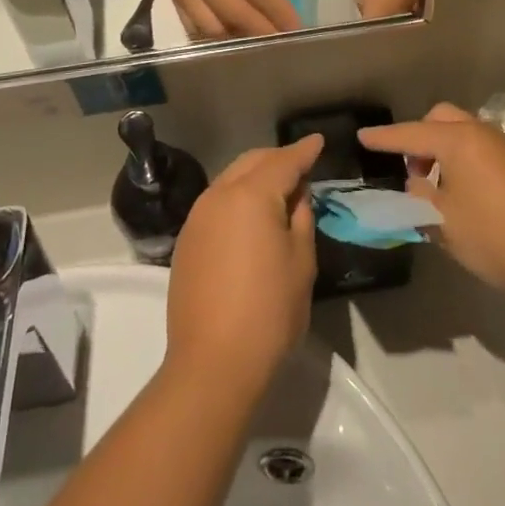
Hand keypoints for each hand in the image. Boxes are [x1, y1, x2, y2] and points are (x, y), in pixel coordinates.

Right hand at [156, 0, 302, 39]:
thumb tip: (276, 4)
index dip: (277, 13)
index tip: (296, 30)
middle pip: (234, 13)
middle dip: (261, 32)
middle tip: (283, 45)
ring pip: (211, 28)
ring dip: (237, 40)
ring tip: (258, 44)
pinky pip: (192, 26)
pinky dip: (213, 37)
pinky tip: (231, 39)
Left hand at [165, 136, 323, 395]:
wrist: (212, 364)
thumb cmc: (269, 311)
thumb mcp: (301, 262)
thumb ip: (301, 218)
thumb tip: (297, 195)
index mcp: (251, 194)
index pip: (283, 161)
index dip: (304, 151)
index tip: (318, 141)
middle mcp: (219, 195)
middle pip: (252, 162)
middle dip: (277, 159)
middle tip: (301, 167)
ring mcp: (197, 217)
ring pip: (231, 179)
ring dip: (255, 177)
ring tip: (278, 191)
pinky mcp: (186, 240)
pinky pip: (216, 203)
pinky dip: (237, 198)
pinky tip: (250, 217)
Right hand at [358, 104, 504, 299]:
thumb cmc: (493, 235)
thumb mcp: (442, 221)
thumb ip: (420, 197)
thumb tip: (418, 186)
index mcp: (457, 140)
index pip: (410, 134)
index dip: (384, 138)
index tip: (362, 136)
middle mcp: (480, 133)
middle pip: (440, 120)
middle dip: (419, 139)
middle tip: (412, 173)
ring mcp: (503, 147)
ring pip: (461, 133)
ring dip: (442, 151)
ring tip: (435, 189)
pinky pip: (478, 149)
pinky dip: (461, 161)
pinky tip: (462, 196)